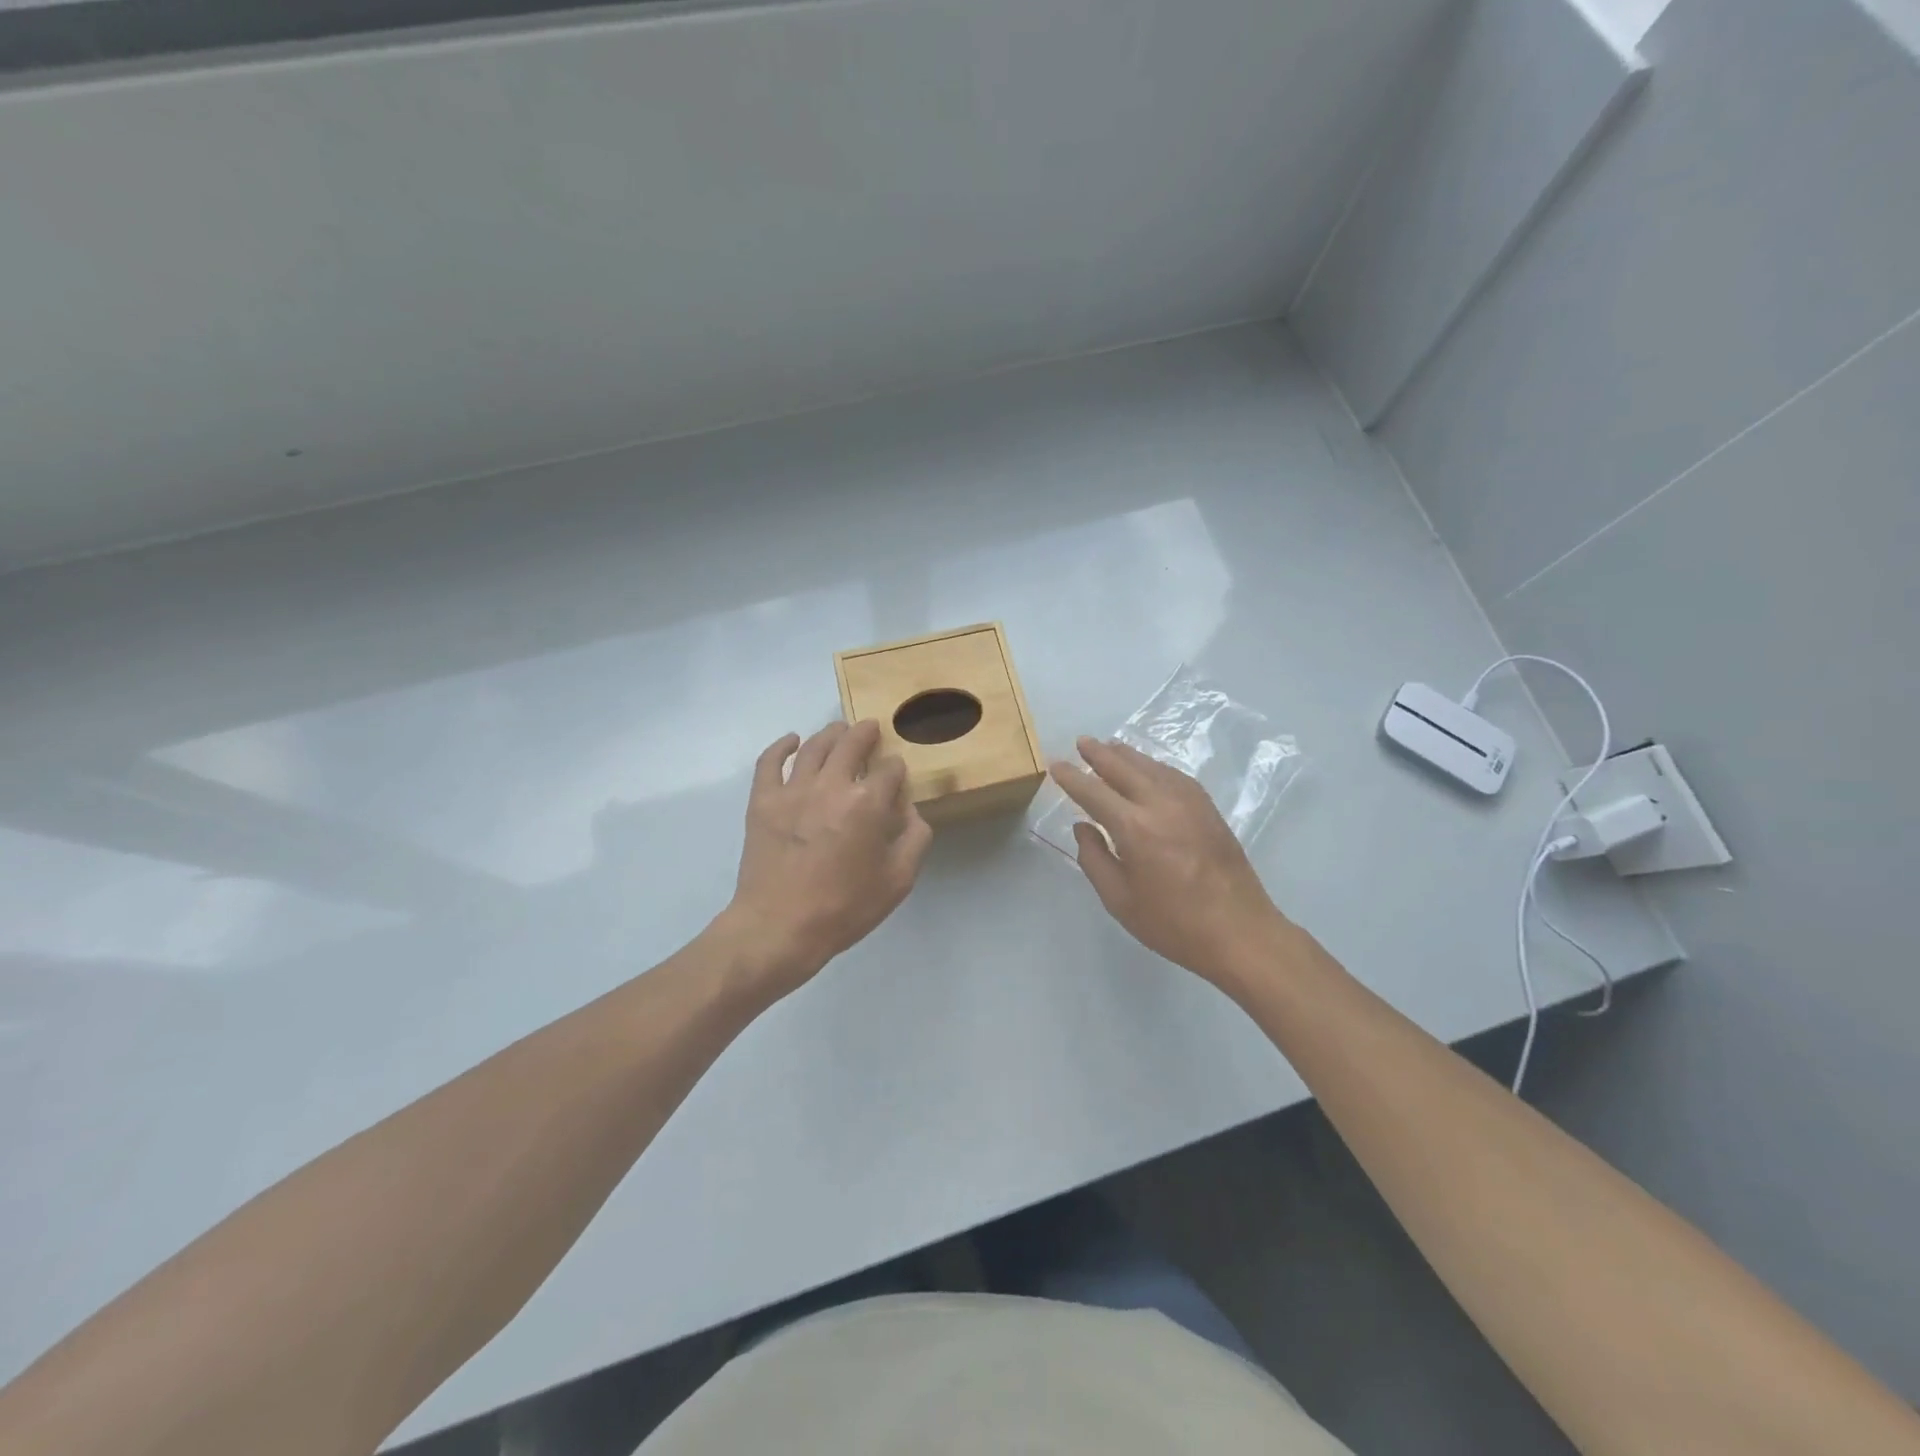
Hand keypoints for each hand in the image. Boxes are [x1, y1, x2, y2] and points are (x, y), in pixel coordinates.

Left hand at [723, 720, 931, 997]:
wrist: (779, 928)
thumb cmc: (844, 908)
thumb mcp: (898, 881)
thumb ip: (914, 838)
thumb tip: (910, 810)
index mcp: (867, 803)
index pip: (889, 769)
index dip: (896, 769)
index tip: (896, 775)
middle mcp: (831, 786)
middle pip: (851, 744)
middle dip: (865, 733)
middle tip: (870, 729)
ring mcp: (792, 790)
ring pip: (814, 746)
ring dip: (831, 733)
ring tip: (839, 730)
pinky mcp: (762, 801)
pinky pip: (770, 762)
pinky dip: (782, 746)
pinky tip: (792, 741)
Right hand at [1050, 737, 1289, 987]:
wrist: (1239, 932)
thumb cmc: (1173, 924)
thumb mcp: (1119, 900)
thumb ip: (1094, 859)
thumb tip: (1083, 827)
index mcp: (1134, 828)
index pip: (1093, 793)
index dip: (1072, 778)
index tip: (1056, 765)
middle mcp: (1160, 804)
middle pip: (1124, 768)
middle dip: (1099, 753)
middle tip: (1082, 741)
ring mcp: (1189, 802)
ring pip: (1151, 766)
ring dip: (1127, 755)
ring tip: (1110, 747)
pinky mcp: (1208, 808)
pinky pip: (1174, 775)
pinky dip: (1154, 766)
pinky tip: (1148, 769)